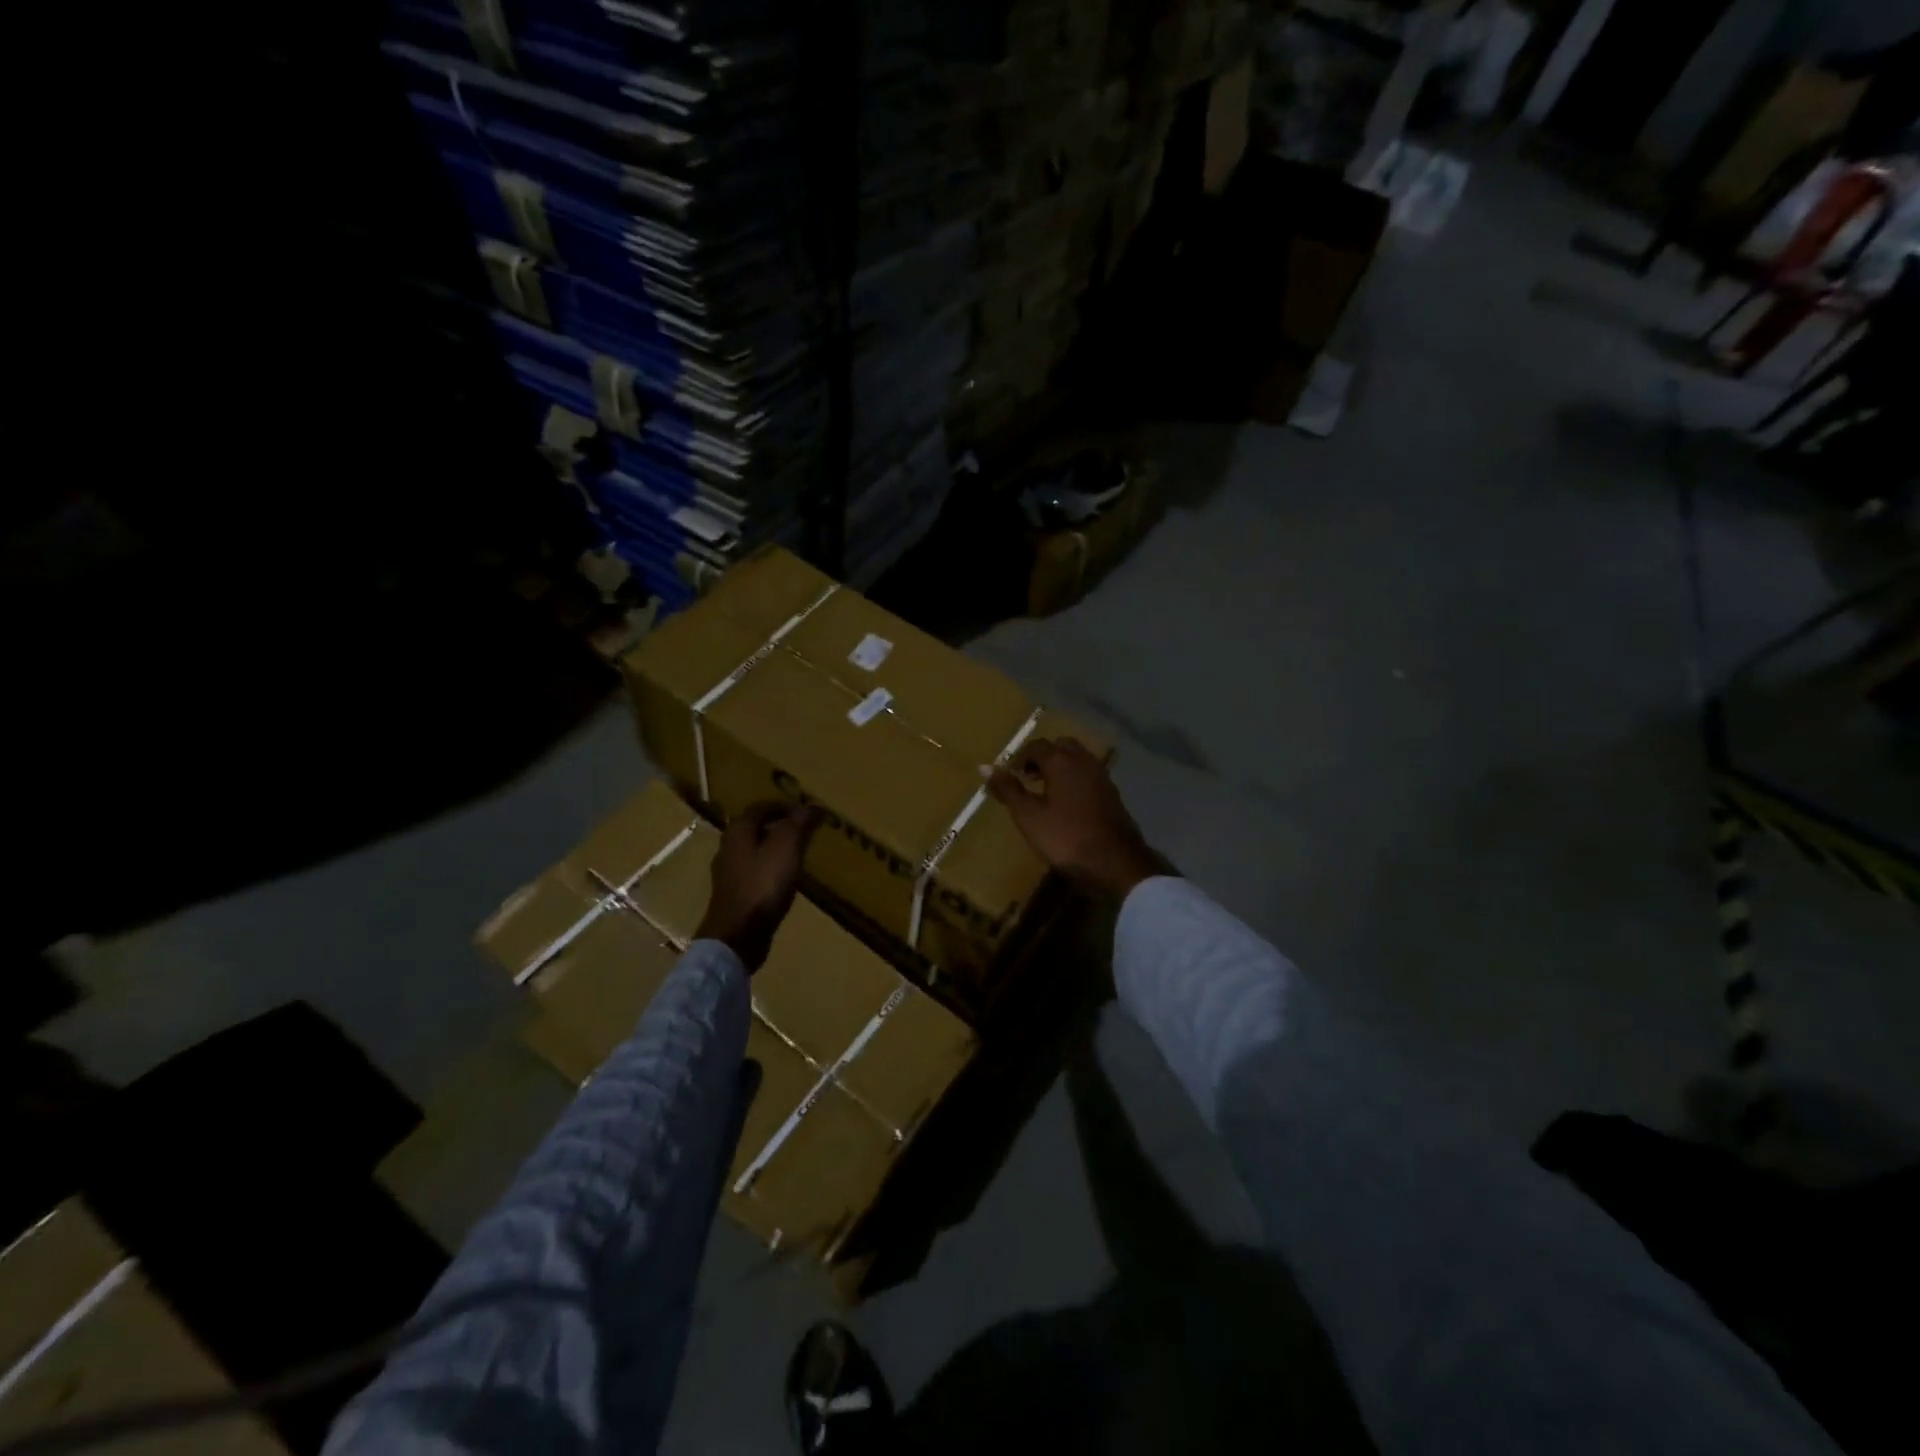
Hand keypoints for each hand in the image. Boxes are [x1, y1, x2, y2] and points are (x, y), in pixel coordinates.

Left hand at [696, 802, 820, 970]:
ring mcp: (728, 873)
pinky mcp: (733, 895)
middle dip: (778, 826)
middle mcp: (728, 847)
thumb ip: (799, 824)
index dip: (783, 806)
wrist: (737, 935)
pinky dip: (770, 868)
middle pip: (755, 828)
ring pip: (754, 850)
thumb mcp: (787, 848)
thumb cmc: (763, 885)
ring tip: (798, 853)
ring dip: (774, 848)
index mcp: (738, 831)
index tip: (805, 811)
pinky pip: (754, 872)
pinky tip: (785, 878)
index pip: (760, 807)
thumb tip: (812, 805)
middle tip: (803, 830)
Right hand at [985, 738, 1166, 899]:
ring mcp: (1102, 776)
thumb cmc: (1065, 837)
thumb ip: (1007, 789)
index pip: (1036, 746)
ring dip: (1059, 767)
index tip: (1008, 774)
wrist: (1115, 862)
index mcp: (1062, 761)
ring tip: (1044, 790)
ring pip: (1077, 759)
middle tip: (1027, 777)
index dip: (1019, 758)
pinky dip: (1074, 779)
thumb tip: (984, 767)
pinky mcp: (1112, 794)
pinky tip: (1066, 803)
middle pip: (1060, 746)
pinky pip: (1088, 775)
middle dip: (1042, 757)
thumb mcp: (1028, 815)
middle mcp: (1084, 761)